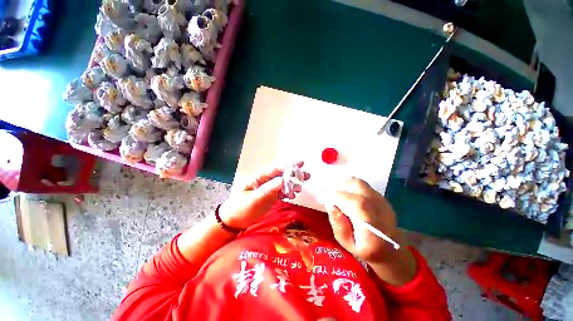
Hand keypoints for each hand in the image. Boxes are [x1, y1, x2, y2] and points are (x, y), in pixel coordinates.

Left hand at [219, 161, 309, 229]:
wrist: (232, 222)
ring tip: (301, 187)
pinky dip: (288, 193)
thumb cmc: (240, 209)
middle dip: (294, 174)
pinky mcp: (270, 197)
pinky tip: (293, 195)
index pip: (275, 169)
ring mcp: (268, 189)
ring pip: (283, 184)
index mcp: (258, 178)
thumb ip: (268, 190)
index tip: (300, 163)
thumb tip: (282, 180)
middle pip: (282, 175)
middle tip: (307, 175)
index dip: (288, 166)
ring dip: (293, 184)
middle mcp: (264, 182)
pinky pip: (281, 193)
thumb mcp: (253, 199)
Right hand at [322, 178, 399, 262]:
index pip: (357, 204)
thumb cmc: (364, 249)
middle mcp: (381, 211)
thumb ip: (338, 225)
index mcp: (373, 229)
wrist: (389, 248)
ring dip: (344, 184)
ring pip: (361, 183)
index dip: (337, 197)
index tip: (323, 199)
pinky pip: (363, 185)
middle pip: (359, 187)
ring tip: (337, 193)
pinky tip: (346, 193)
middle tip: (330, 196)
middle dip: (339, 188)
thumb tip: (330, 205)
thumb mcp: (346, 244)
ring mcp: (383, 202)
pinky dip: (351, 185)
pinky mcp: (381, 197)